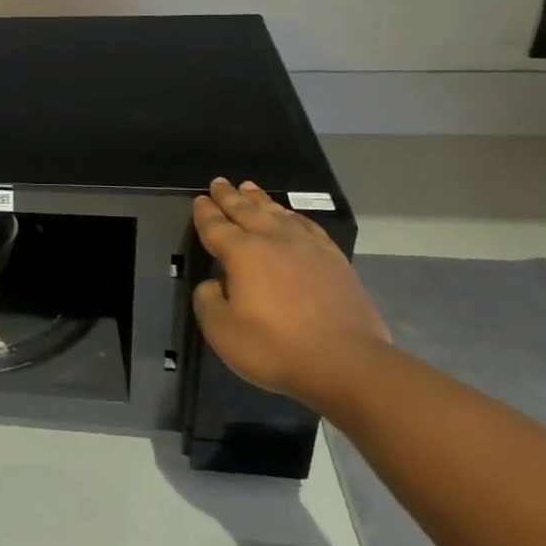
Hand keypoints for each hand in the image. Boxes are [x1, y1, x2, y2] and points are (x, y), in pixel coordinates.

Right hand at [191, 178, 390, 407]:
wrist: (346, 363)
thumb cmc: (275, 347)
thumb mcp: (222, 330)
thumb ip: (208, 301)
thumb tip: (214, 284)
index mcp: (243, 253)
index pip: (217, 226)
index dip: (205, 212)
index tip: (199, 199)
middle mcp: (274, 241)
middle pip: (246, 211)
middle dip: (230, 196)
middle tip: (219, 182)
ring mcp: (309, 248)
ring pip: (278, 214)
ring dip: (260, 200)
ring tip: (250, 188)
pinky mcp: (335, 261)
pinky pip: (309, 227)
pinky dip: (295, 217)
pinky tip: (292, 217)